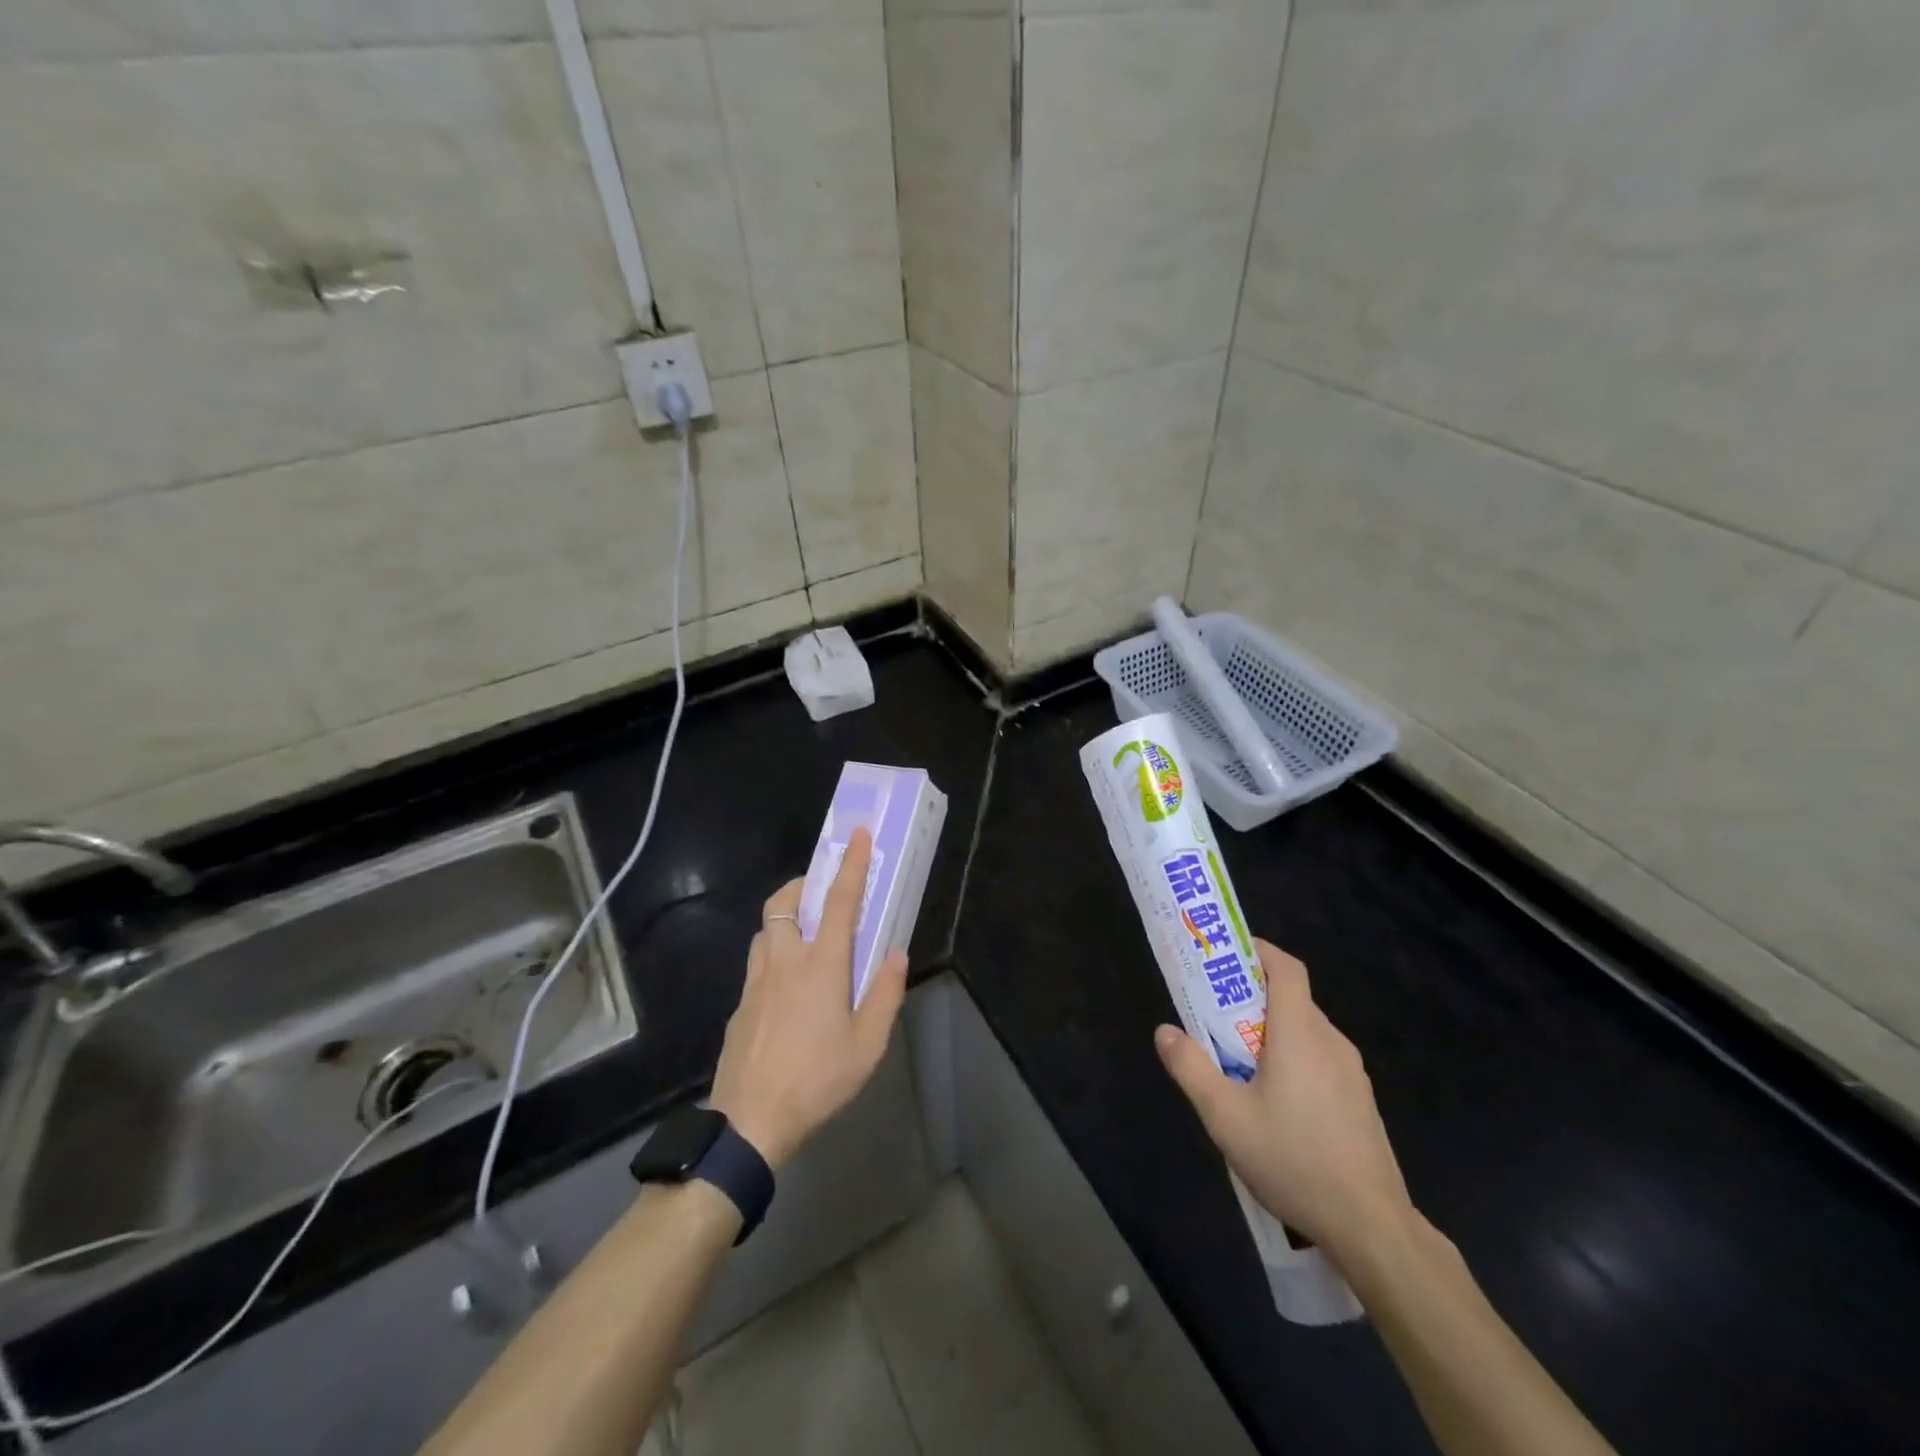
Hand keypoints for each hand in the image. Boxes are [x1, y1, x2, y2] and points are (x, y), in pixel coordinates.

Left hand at [709, 828, 908, 1169]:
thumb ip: (885, 993)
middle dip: (801, 885)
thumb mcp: (868, 1044)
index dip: (849, 865)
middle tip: (821, 893)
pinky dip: (773, 955)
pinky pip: (756, 963)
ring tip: (806, 940)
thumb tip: (894, 953)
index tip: (855, 835)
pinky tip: (786, 991)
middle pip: (783, 902)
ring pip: (765, 929)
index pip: (838, 902)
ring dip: (785, 919)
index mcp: (821, 965)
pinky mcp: (739, 1004)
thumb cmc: (817, 1080)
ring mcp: (755, 981)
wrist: (750, 1121)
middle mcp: (784, 961)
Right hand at [1155, 939, 1413, 1266]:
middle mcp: (1330, 1041)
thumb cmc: (1293, 1159)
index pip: (1286, 968)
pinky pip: (1321, 1061)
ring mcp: (1352, 1073)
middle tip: (1215, 1018)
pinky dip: (1294, 1060)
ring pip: (1306, 1033)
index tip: (1228, 955)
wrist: (1371, 1226)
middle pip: (1291, 1000)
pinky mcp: (1360, 1102)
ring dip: (1272, 1034)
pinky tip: (1276, 1104)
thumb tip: (1164, 1031)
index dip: (1259, 952)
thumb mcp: (1225, 1116)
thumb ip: (1191, 1068)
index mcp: (1300, 1032)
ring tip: (1239, 1064)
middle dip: (1252, 999)